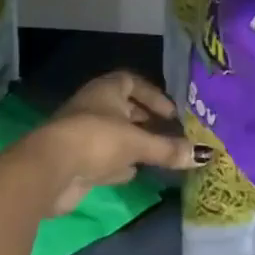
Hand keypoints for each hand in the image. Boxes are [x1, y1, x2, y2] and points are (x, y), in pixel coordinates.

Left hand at [23, 73, 204, 216]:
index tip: (171, 112)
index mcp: (106, 90)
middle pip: (123, 109)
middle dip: (145, 120)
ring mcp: (83, 134)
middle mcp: (94, 107)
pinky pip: (104, 158)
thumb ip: (168, 148)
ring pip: (114, 135)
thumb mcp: (137, 143)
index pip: (131, 81)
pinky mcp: (76, 161)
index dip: (152, 95)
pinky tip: (134, 173)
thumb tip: (204, 154)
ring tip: (158, 153)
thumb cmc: (96, 140)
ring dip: (133, 144)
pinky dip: (119, 164)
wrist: (49, 170)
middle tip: (169, 132)